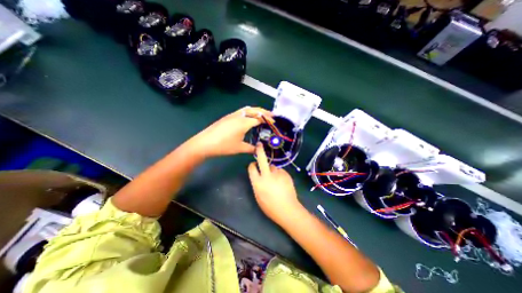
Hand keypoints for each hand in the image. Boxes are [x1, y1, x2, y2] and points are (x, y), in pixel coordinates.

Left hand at [191, 106, 272, 157]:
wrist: (205, 143)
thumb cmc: (223, 146)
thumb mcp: (239, 148)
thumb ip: (251, 148)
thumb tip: (258, 150)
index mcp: (244, 123)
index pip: (259, 118)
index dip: (268, 120)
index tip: (274, 122)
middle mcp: (239, 116)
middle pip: (254, 110)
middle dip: (264, 111)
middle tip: (271, 115)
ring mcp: (232, 115)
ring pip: (247, 109)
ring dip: (256, 110)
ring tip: (262, 115)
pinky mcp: (228, 117)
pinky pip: (241, 111)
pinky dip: (249, 112)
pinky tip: (249, 118)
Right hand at [247, 143, 301, 224]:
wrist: (287, 209)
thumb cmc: (270, 207)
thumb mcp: (258, 196)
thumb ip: (257, 183)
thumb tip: (258, 175)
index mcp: (257, 182)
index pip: (251, 168)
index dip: (252, 165)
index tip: (253, 164)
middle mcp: (267, 175)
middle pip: (262, 159)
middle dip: (259, 151)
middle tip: (259, 145)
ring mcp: (277, 174)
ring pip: (273, 167)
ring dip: (272, 170)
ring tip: (277, 180)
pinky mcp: (286, 174)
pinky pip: (280, 171)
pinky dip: (280, 174)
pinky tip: (282, 182)